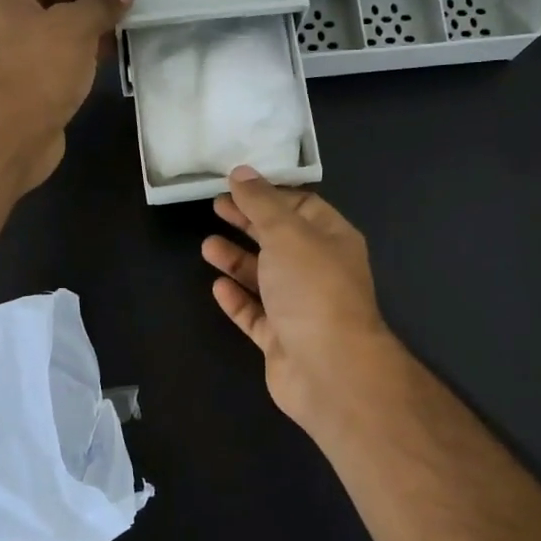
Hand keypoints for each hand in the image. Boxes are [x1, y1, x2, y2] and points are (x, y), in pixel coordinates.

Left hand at [0, 0, 133, 191]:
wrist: (6, 139)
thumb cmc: (33, 71)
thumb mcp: (72, 28)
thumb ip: (100, 3)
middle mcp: (5, 16)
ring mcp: (17, 52)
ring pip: (58, 22)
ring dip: (91, 16)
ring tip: (130, 10)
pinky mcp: (33, 83)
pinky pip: (63, 53)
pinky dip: (87, 46)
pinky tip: (116, 46)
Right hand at [201, 168, 401, 432]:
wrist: (329, 368)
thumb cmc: (312, 288)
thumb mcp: (286, 233)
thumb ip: (261, 203)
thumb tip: (241, 172)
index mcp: (332, 239)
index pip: (301, 206)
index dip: (269, 194)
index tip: (236, 184)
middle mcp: (319, 271)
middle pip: (280, 240)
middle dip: (249, 223)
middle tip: (215, 207)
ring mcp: (300, 308)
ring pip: (265, 278)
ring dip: (237, 260)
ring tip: (207, 246)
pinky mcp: (281, 339)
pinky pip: (256, 314)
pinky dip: (238, 299)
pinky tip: (218, 286)